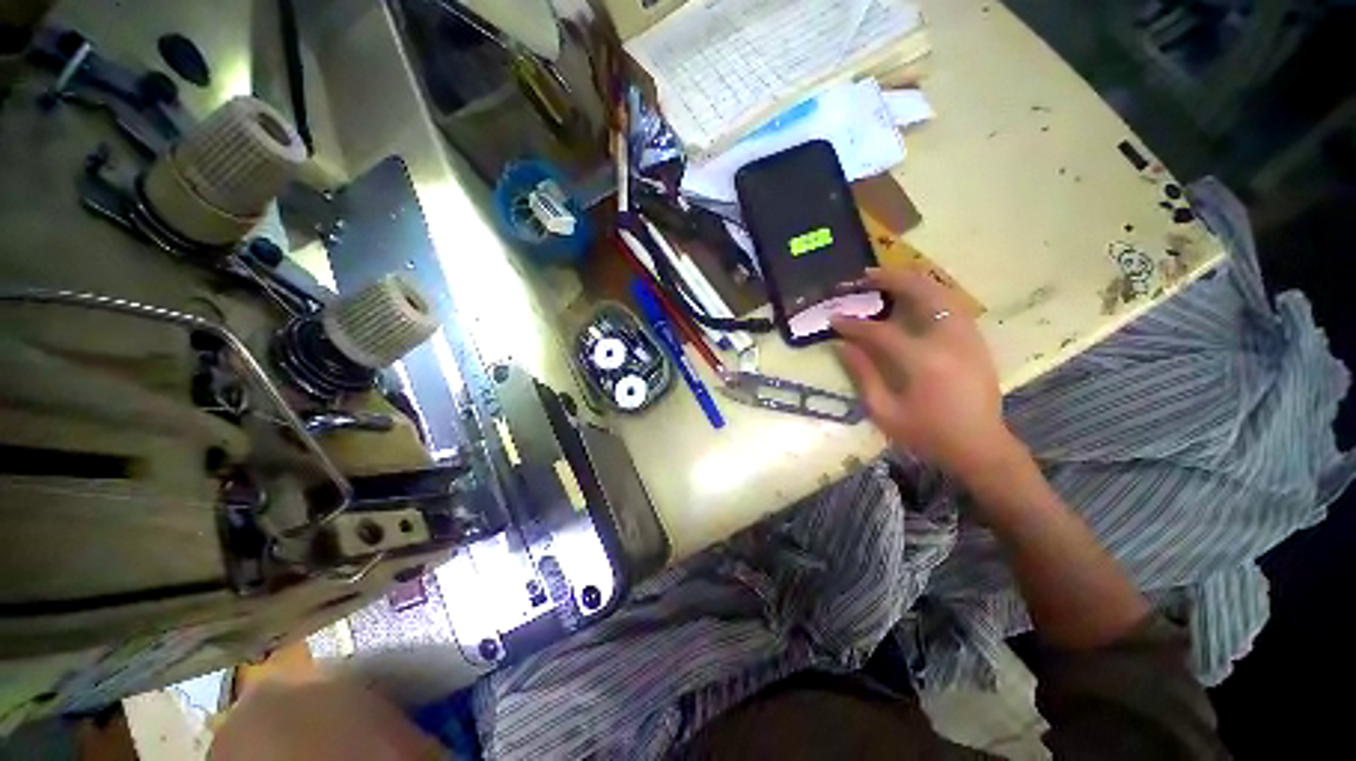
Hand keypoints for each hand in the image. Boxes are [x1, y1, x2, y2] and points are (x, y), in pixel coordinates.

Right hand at [832, 268, 1024, 482]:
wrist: (979, 446)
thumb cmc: (927, 434)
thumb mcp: (884, 412)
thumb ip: (863, 375)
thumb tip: (843, 345)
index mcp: (923, 361)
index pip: (880, 331)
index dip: (854, 324)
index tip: (834, 318)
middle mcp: (949, 340)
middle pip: (922, 293)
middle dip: (891, 280)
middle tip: (865, 276)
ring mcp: (968, 336)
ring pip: (942, 292)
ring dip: (913, 281)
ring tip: (888, 278)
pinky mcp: (976, 340)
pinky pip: (952, 304)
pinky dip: (931, 293)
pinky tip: (915, 297)